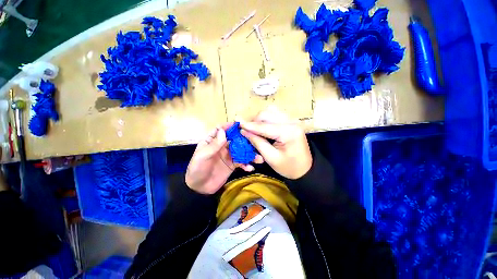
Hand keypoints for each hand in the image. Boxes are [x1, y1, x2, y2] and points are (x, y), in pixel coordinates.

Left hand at [186, 125, 263, 194]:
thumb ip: (214, 145)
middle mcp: (222, 146)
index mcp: (213, 141)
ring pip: (241, 151)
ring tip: (259, 158)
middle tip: (256, 140)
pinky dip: (246, 165)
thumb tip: (223, 130)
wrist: (199, 188)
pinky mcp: (232, 165)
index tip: (240, 125)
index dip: (229, 126)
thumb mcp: (203, 156)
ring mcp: (229, 156)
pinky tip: (250, 168)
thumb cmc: (197, 169)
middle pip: (235, 140)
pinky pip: (241, 163)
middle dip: (245, 140)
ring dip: (250, 154)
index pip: (221, 130)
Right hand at [240, 107, 311, 179]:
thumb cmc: (289, 167)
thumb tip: (244, 131)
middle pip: (267, 113)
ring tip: (254, 129)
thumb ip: (257, 143)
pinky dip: (266, 118)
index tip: (237, 123)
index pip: (264, 126)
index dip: (249, 125)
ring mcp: (292, 120)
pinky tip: (263, 127)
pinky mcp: (291, 121)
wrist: (305, 169)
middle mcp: (291, 122)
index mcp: (288, 132)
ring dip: (260, 119)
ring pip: (271, 111)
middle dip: (254, 121)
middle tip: (247, 130)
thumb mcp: (271, 158)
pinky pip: (275, 114)